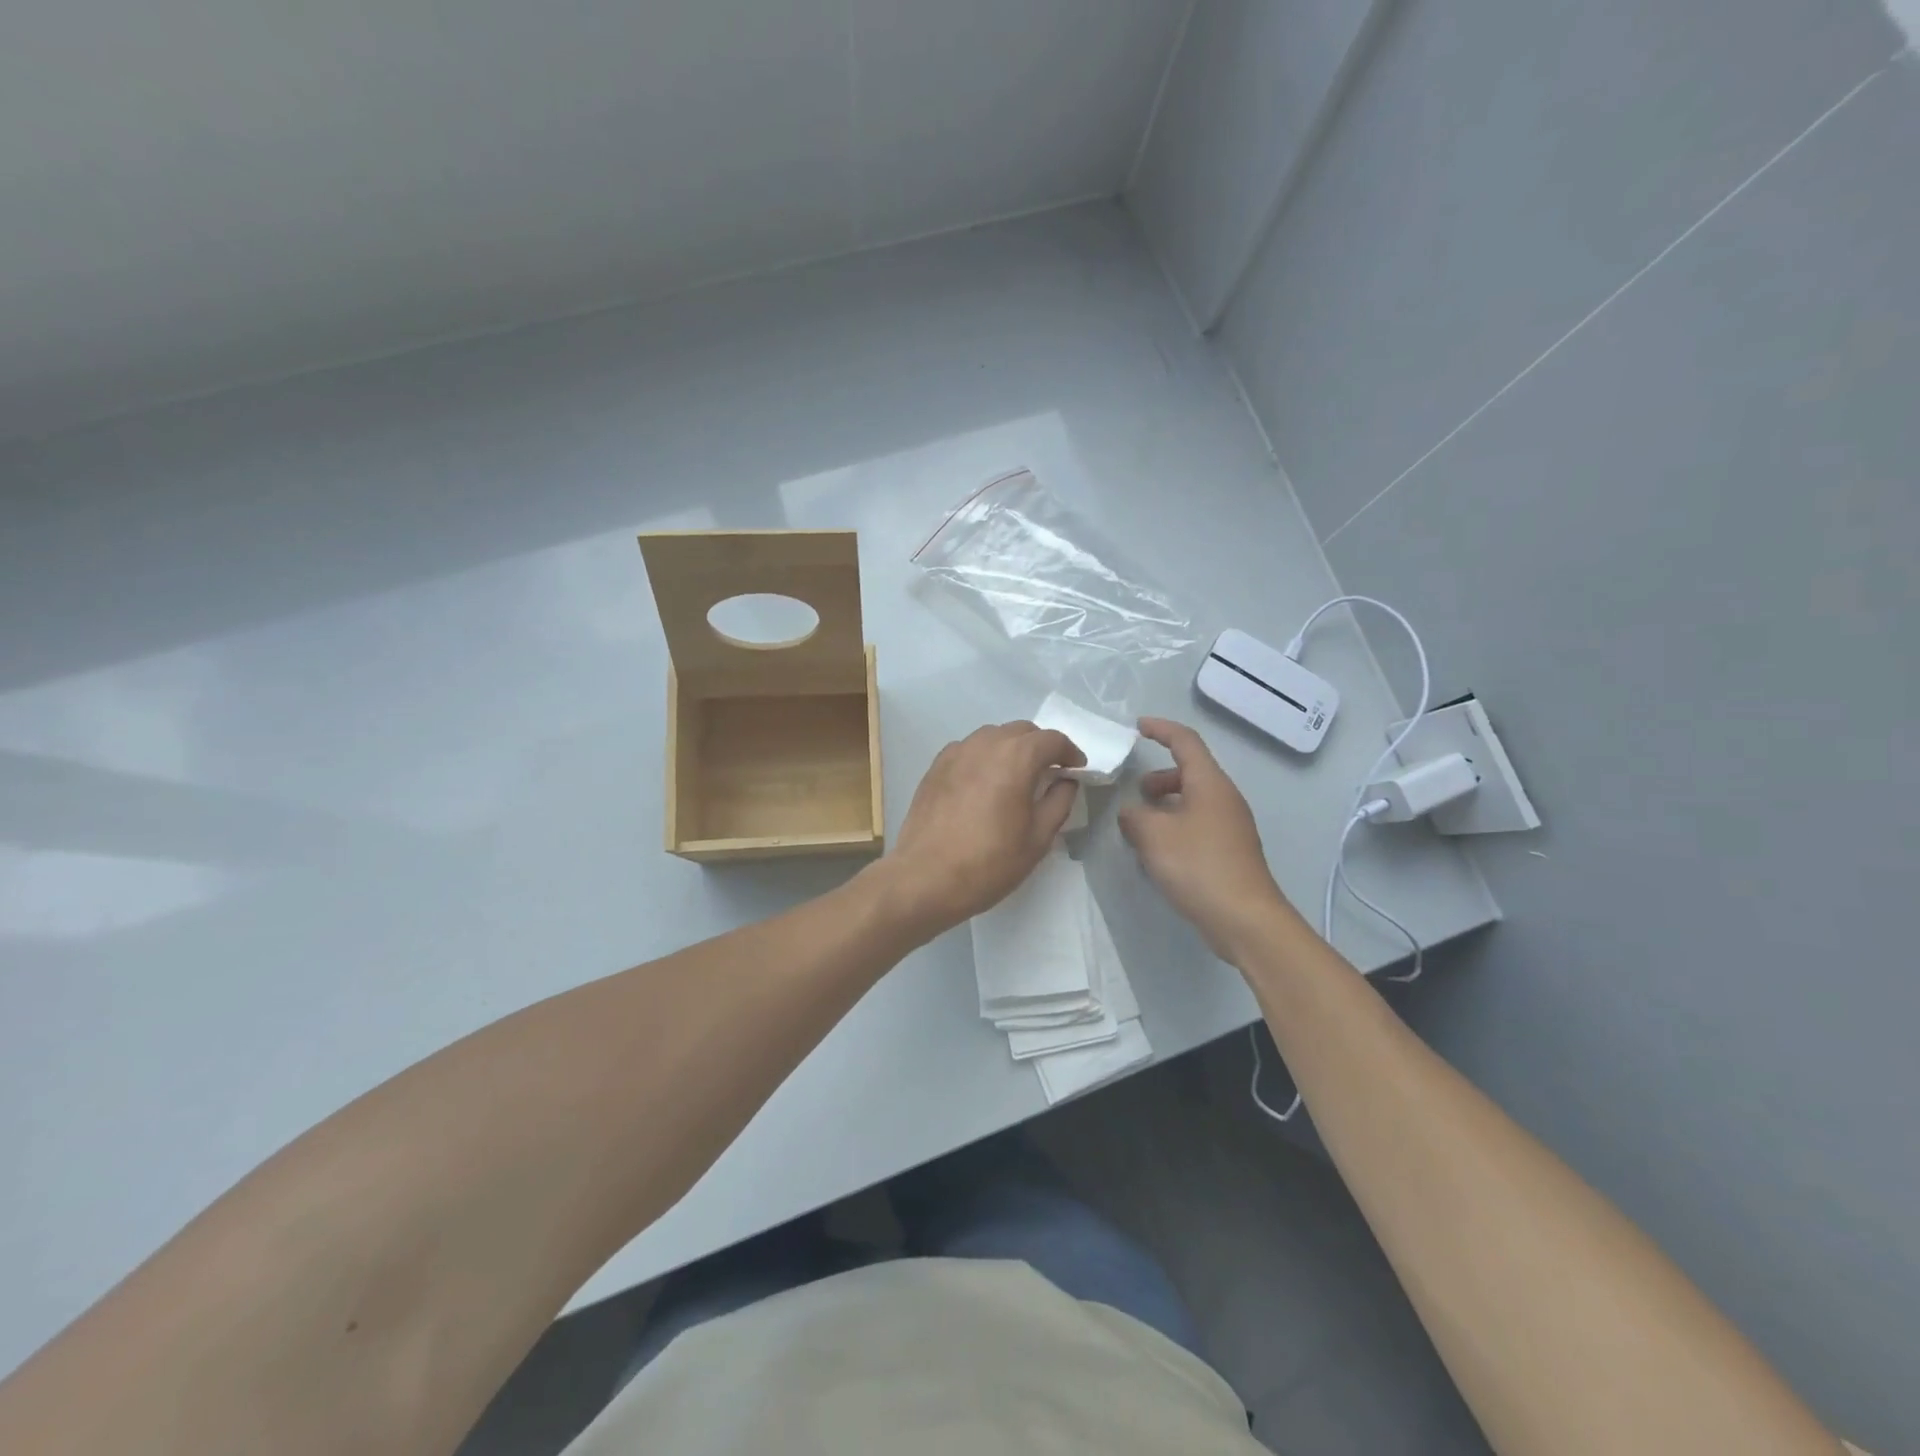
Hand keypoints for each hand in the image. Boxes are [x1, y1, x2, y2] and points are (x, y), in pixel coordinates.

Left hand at [878, 721, 1084, 936]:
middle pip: (1022, 731)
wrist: (926, 878)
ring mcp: (956, 752)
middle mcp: (985, 744)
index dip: (1070, 752)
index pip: (1052, 739)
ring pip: (993, 736)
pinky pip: (969, 749)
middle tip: (1050, 773)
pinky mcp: (935, 767)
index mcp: (1016, 757)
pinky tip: (984, 783)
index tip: (1076, 770)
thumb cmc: (989, 862)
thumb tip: (1066, 781)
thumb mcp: (1038, 838)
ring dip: (1011, 748)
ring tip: (1017, 776)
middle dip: (1041, 747)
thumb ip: (1059, 802)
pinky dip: (985, 757)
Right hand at [1118, 717, 1302, 957]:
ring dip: (1165, 806)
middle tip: (1137, 792)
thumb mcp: (1153, 835)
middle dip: (1160, 777)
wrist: (1245, 918)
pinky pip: (1198, 825)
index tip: (1138, 726)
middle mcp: (1224, 798)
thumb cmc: (1198, 865)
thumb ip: (1134, 816)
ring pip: (1193, 801)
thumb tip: (1132, 813)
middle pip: (1190, 772)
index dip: (1161, 729)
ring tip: (1141, 827)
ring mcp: (1231, 826)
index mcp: (1210, 783)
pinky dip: (1175, 827)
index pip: (1185, 742)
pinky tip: (1159, 853)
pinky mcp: (1230, 851)